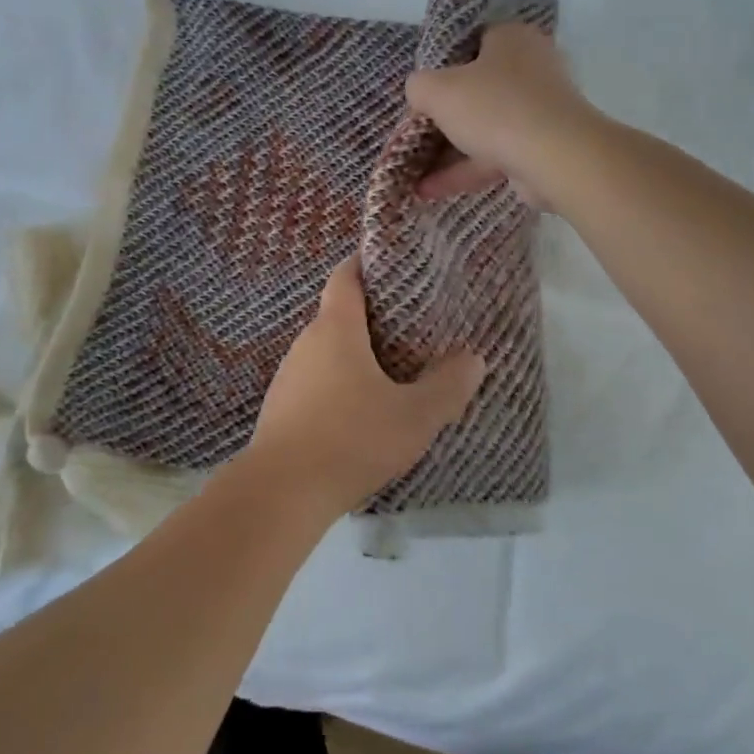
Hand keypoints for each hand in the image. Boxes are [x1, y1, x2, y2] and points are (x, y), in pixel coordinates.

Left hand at [240, 259, 484, 519]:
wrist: (281, 491)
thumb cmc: (351, 439)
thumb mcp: (413, 417)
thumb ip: (446, 387)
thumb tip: (473, 358)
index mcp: (335, 329)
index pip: (345, 277)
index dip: (364, 264)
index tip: (389, 263)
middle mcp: (306, 342)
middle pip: (337, 314)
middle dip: (370, 316)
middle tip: (408, 326)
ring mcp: (287, 375)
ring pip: (326, 351)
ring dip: (353, 353)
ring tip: (389, 369)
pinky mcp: (280, 407)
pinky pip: (314, 380)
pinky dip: (337, 383)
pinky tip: (357, 410)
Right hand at [405, 23, 598, 203]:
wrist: (555, 157)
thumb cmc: (494, 108)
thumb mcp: (437, 90)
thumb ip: (419, 87)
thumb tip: (420, 94)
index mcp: (512, 39)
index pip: (473, 42)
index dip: (444, 65)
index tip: (424, 89)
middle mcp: (532, 68)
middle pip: (478, 87)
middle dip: (446, 113)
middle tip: (418, 128)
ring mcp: (540, 110)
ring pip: (485, 126)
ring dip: (449, 150)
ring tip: (413, 168)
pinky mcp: (542, 147)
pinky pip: (495, 155)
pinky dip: (464, 170)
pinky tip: (429, 190)